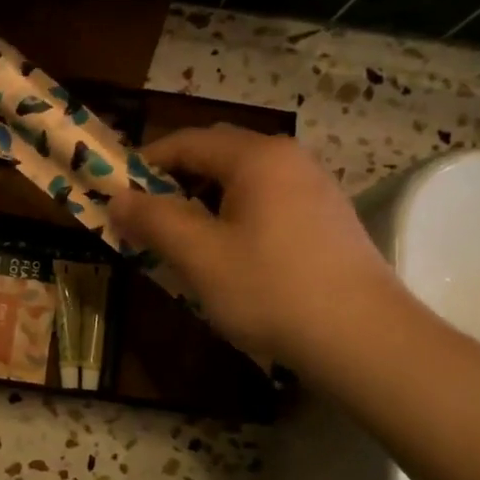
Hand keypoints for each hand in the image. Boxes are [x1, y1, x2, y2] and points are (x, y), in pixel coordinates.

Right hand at [109, 125, 404, 371]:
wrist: (364, 338)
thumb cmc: (271, 289)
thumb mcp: (199, 256)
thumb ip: (154, 220)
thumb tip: (117, 199)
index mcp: (257, 157)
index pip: (186, 142)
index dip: (144, 163)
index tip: (115, 191)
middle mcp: (289, 159)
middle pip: (217, 156)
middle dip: (174, 182)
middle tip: (145, 218)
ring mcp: (315, 188)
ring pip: (243, 182)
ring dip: (204, 202)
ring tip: (181, 240)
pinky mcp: (328, 219)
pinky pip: (267, 203)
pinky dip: (235, 217)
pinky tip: (229, 256)